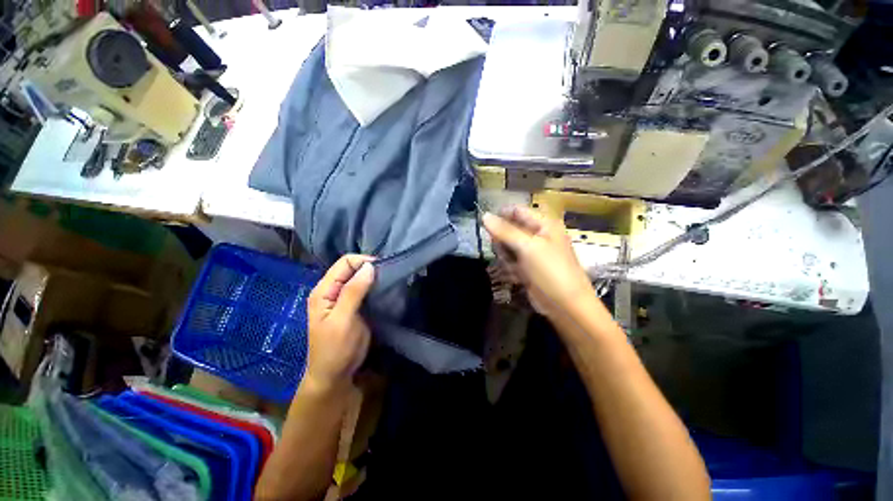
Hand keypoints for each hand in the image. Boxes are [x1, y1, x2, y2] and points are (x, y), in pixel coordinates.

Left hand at [305, 254, 374, 392]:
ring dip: (374, 277)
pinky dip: (375, 287)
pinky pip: (365, 289)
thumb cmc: (335, 350)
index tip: (382, 270)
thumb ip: (353, 292)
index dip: (363, 262)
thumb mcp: (342, 320)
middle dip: (370, 269)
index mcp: (324, 290)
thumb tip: (369, 266)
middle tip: (387, 277)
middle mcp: (332, 290)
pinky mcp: (354, 306)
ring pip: (360, 278)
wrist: (335, 375)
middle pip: (352, 268)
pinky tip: (384, 290)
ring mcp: (343, 298)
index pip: (344, 263)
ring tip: (388, 282)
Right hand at [483, 206, 595, 317]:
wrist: (565, 306)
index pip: (517, 211)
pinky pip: (510, 260)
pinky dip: (509, 267)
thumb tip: (484, 215)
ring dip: (505, 255)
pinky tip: (515, 275)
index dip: (501, 216)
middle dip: (502, 240)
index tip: (487, 226)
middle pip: (509, 229)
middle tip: (504, 251)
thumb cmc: (550, 270)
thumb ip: (505, 231)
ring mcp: (532, 252)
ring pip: (507, 246)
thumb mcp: (528, 247)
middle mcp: (538, 235)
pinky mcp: (527, 266)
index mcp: (544, 224)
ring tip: (512, 266)